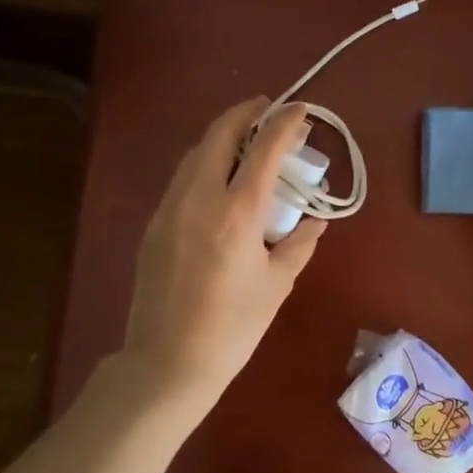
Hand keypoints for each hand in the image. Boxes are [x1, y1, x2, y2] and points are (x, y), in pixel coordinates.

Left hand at [123, 98, 324, 404]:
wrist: (168, 361)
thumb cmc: (232, 327)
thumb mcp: (277, 284)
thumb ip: (299, 244)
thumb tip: (317, 220)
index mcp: (236, 212)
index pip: (264, 150)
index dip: (284, 123)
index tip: (300, 110)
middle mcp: (199, 198)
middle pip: (219, 134)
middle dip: (245, 114)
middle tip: (267, 110)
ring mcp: (170, 208)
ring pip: (195, 153)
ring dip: (221, 136)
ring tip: (245, 140)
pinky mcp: (155, 224)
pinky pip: (182, 177)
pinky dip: (204, 162)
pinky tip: (219, 179)